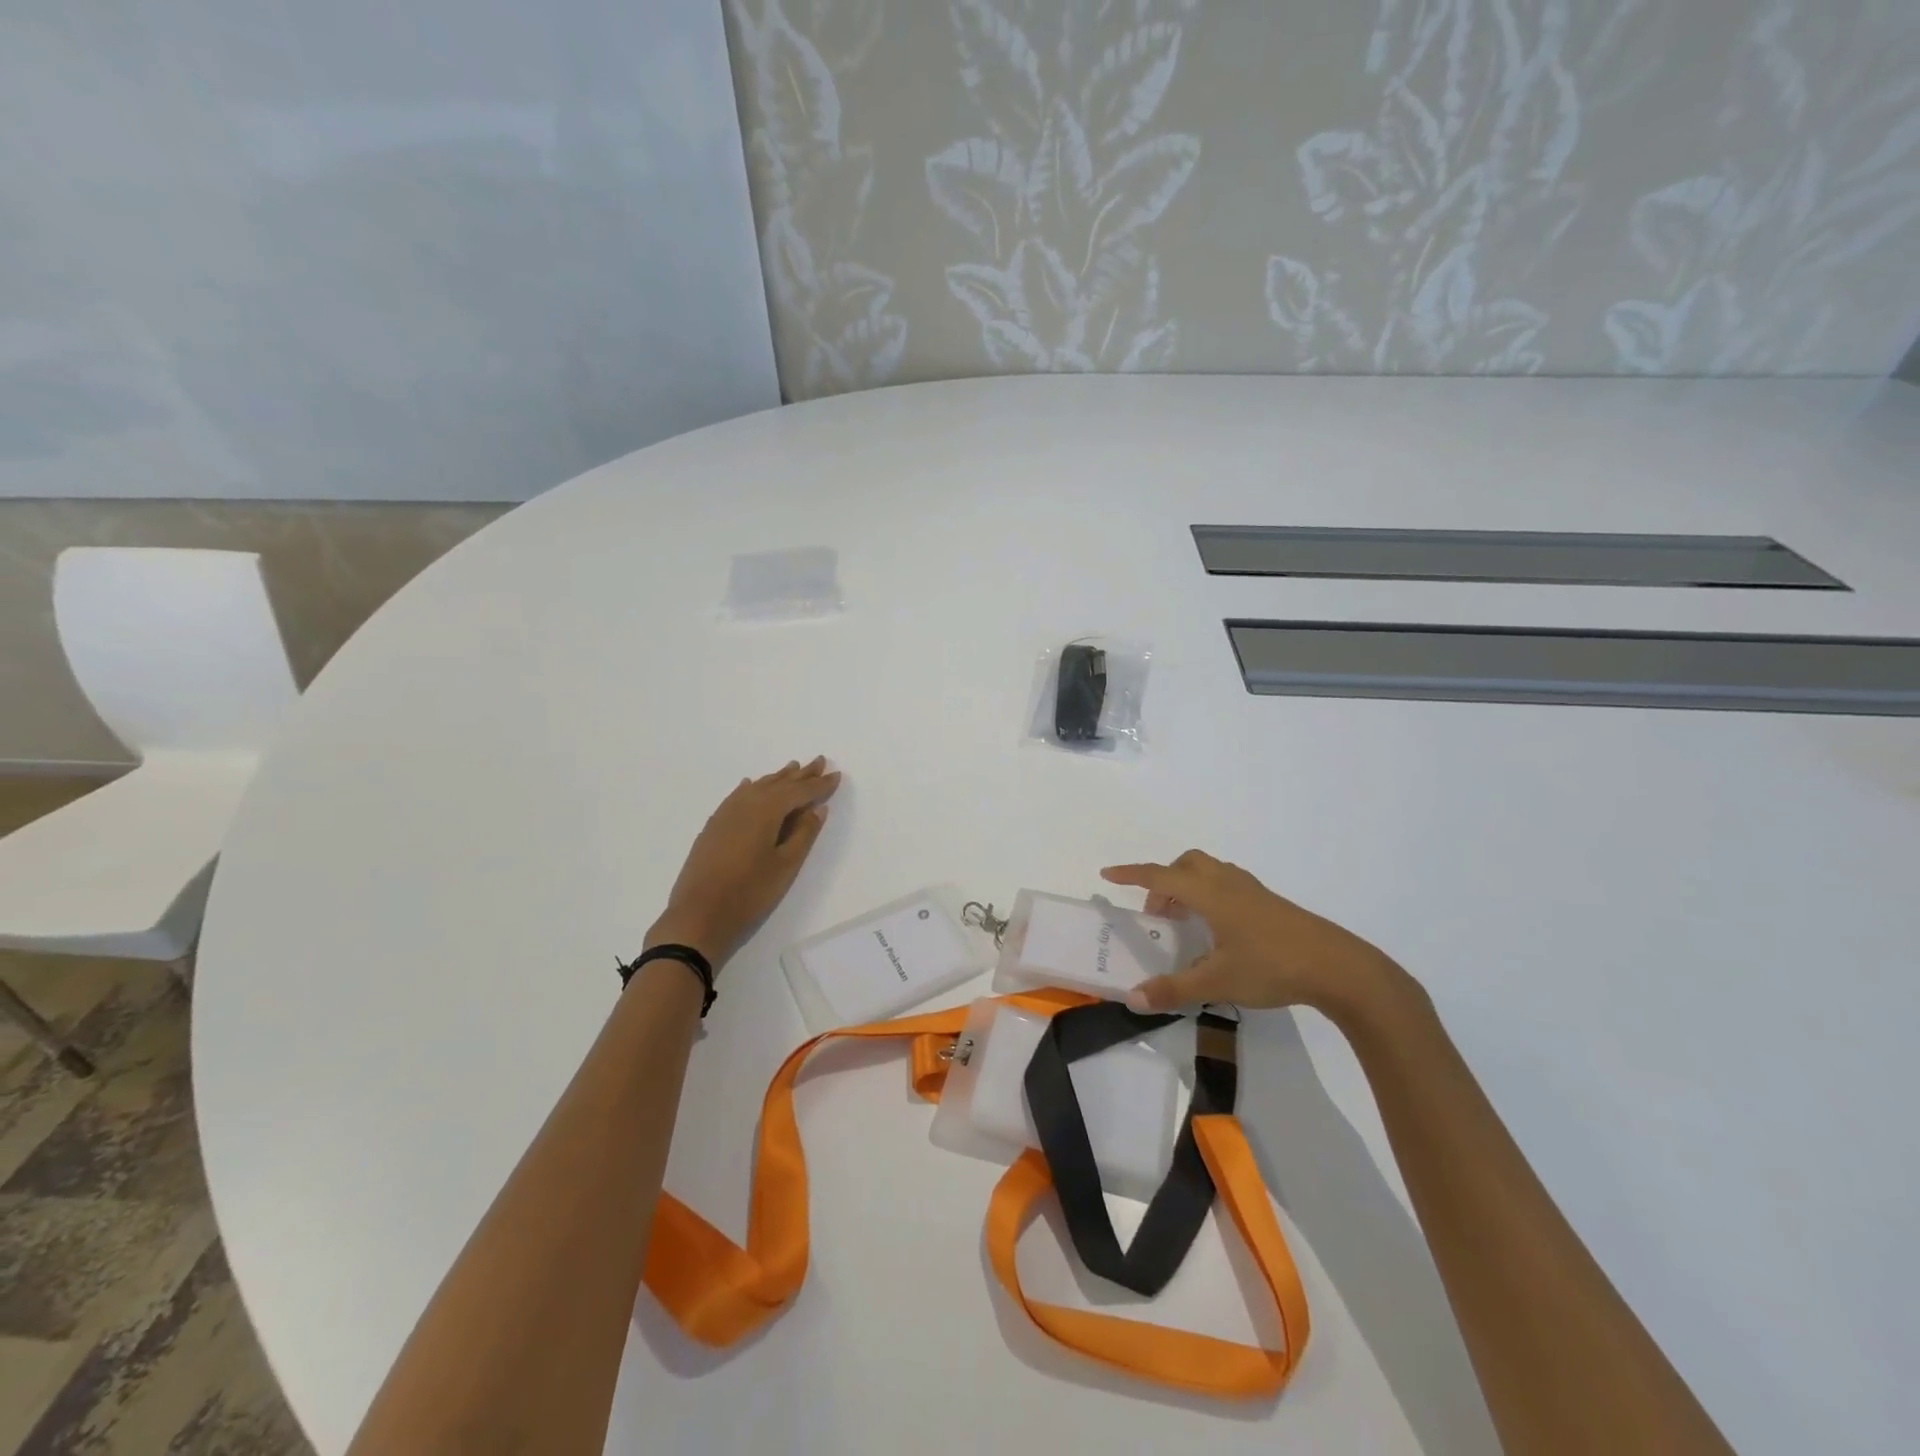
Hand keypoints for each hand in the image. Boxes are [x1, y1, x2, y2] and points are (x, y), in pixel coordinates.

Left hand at [648, 758, 841, 966]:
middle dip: (801, 774)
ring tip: (793, 767)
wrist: (698, 917)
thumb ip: (803, 834)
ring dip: (777, 778)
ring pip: (757, 788)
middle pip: (778, 784)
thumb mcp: (785, 866)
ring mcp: (725, 814)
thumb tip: (816, 808)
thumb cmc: (749, 893)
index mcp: (766, 811)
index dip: (819, 784)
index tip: (837, 775)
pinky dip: (751, 788)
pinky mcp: (713, 827)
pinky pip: (737, 796)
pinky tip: (750, 785)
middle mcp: (745, 804)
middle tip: (819, 761)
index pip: (799, 791)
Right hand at [1099, 850, 1406, 1020]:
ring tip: (1184, 922)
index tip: (1108, 874)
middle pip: (1187, 864)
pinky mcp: (1270, 903)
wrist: (1339, 968)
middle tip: (1157, 915)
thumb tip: (1132, 999)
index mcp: (1210, 894)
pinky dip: (1209, 895)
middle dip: (1164, 880)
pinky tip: (1218, 930)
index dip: (1132, 874)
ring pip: (1210, 872)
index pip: (1160, 876)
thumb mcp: (1218, 983)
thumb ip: (1174, 989)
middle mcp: (1229, 883)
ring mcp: (1253, 891)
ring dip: (1188, 887)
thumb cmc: (1273, 966)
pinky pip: (1227, 884)